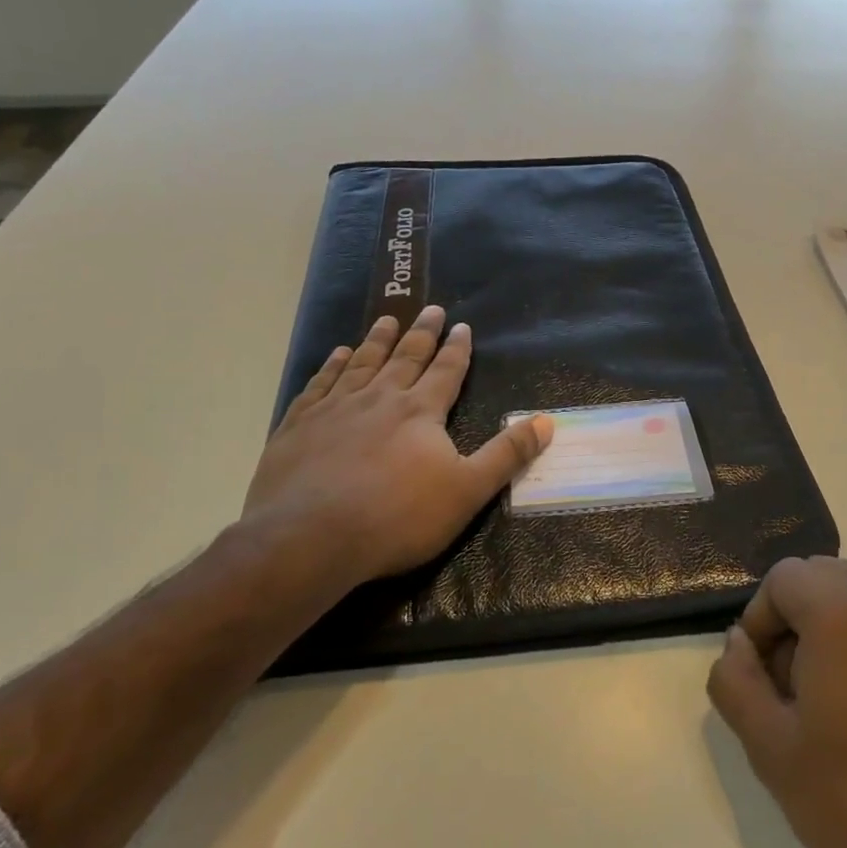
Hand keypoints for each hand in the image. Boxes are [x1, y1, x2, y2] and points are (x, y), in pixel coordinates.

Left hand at [240, 306, 551, 599]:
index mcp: (420, 411)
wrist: (310, 538)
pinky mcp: (299, 424)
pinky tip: (337, 355)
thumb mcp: (467, 491)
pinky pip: (320, 384)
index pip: (445, 371)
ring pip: (362, 363)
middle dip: (422, 333)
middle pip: (405, 357)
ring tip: (387, 320)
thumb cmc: (397, 518)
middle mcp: (379, 398)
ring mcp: (335, 408)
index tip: (462, 326)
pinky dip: (332, 366)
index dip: (457, 349)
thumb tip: (547, 421)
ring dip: (377, 340)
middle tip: (430, 309)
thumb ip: (507, 455)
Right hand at [707, 556, 846, 847]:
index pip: (783, 578)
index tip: (761, 676)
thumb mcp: (767, 746)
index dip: (759, 619)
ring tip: (830, 702)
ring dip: (831, 630)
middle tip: (790, 685)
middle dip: (794, 618)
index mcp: (843, 614)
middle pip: (823, 577)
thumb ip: (735, 680)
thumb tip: (738, 643)